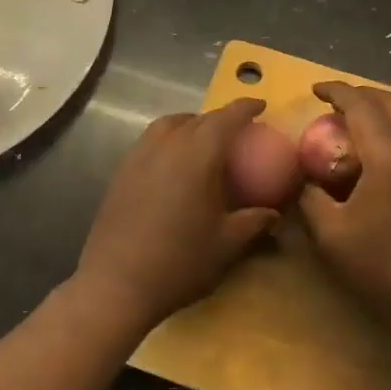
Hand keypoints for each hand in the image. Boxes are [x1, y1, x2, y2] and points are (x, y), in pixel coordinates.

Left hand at [72, 98, 279, 333]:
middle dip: (219, 118)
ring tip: (203, 141)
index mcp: (197, 155)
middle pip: (197, 118)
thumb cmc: (179, 262)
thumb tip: (274, 213)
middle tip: (237, 131)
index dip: (245, 108)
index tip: (261, 105)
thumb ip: (254, 221)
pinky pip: (150, 141)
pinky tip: (174, 164)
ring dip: (190, 124)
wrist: (116, 285)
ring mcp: (138, 156)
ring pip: (168, 125)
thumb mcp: (227, 244)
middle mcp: (166, 145)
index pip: (225, 118)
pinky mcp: (121, 172)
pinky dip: (168, 140)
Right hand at [297, 82, 390, 322]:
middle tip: (334, 103)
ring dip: (379, 113)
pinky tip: (376, 159)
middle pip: (390, 102)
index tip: (314, 90)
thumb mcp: (332, 235)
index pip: (361, 105)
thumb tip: (304, 180)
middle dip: (360, 94)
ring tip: (352, 127)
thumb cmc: (383, 263)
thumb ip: (311, 199)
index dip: (336, 91)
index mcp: (388, 156)